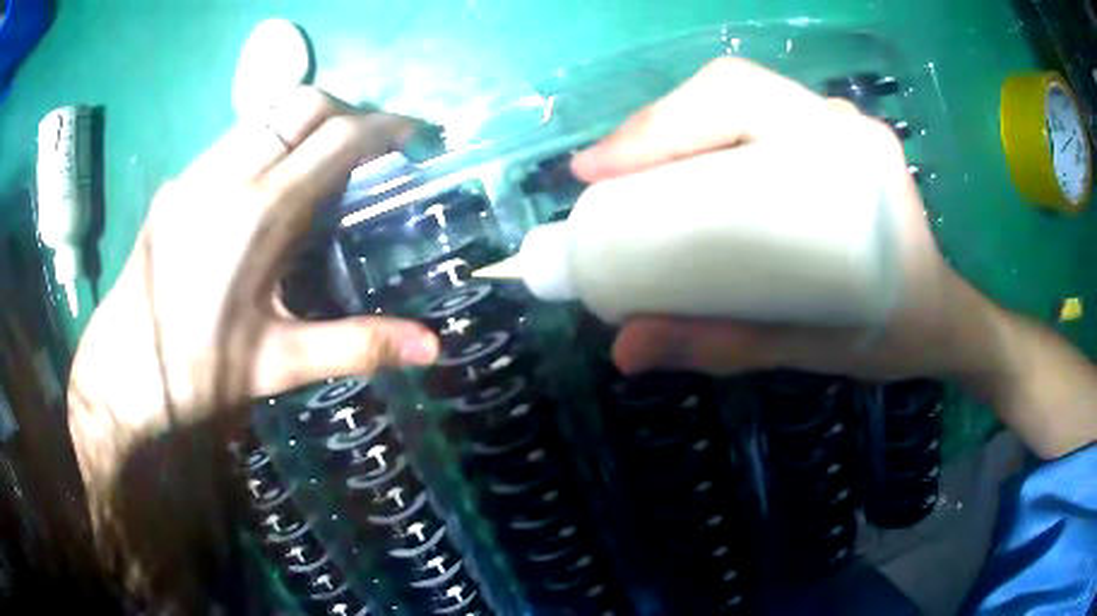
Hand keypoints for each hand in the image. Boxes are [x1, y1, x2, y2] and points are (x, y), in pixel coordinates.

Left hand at [69, 88, 439, 432]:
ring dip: (308, 119)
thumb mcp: (281, 364)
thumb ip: (358, 345)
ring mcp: (197, 172)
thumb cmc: (200, 374)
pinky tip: (270, 180)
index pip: (336, 138)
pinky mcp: (178, 182)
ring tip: (325, 157)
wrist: (123, 373)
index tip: (413, 133)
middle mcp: (228, 175)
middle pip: (305, 103)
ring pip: (267, 112)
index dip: (383, 126)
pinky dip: (271, 137)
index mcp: (260, 216)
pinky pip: (237, 136)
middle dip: (350, 111)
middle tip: (372, 145)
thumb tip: (433, 347)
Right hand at [572, 58, 989, 381]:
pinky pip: (754, 112)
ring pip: (736, 94)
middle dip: (654, 126)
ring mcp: (836, 123)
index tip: (598, 173)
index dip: (661, 125)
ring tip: (629, 174)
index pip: (741, 101)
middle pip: (729, 89)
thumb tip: (626, 351)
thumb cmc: (890, 333)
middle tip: (604, 177)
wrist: (938, 318)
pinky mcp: (829, 135)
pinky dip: (702, 131)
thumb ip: (724, 345)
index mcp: (851, 159)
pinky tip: (679, 166)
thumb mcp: (811, 349)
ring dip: (673, 126)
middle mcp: (842, 124)